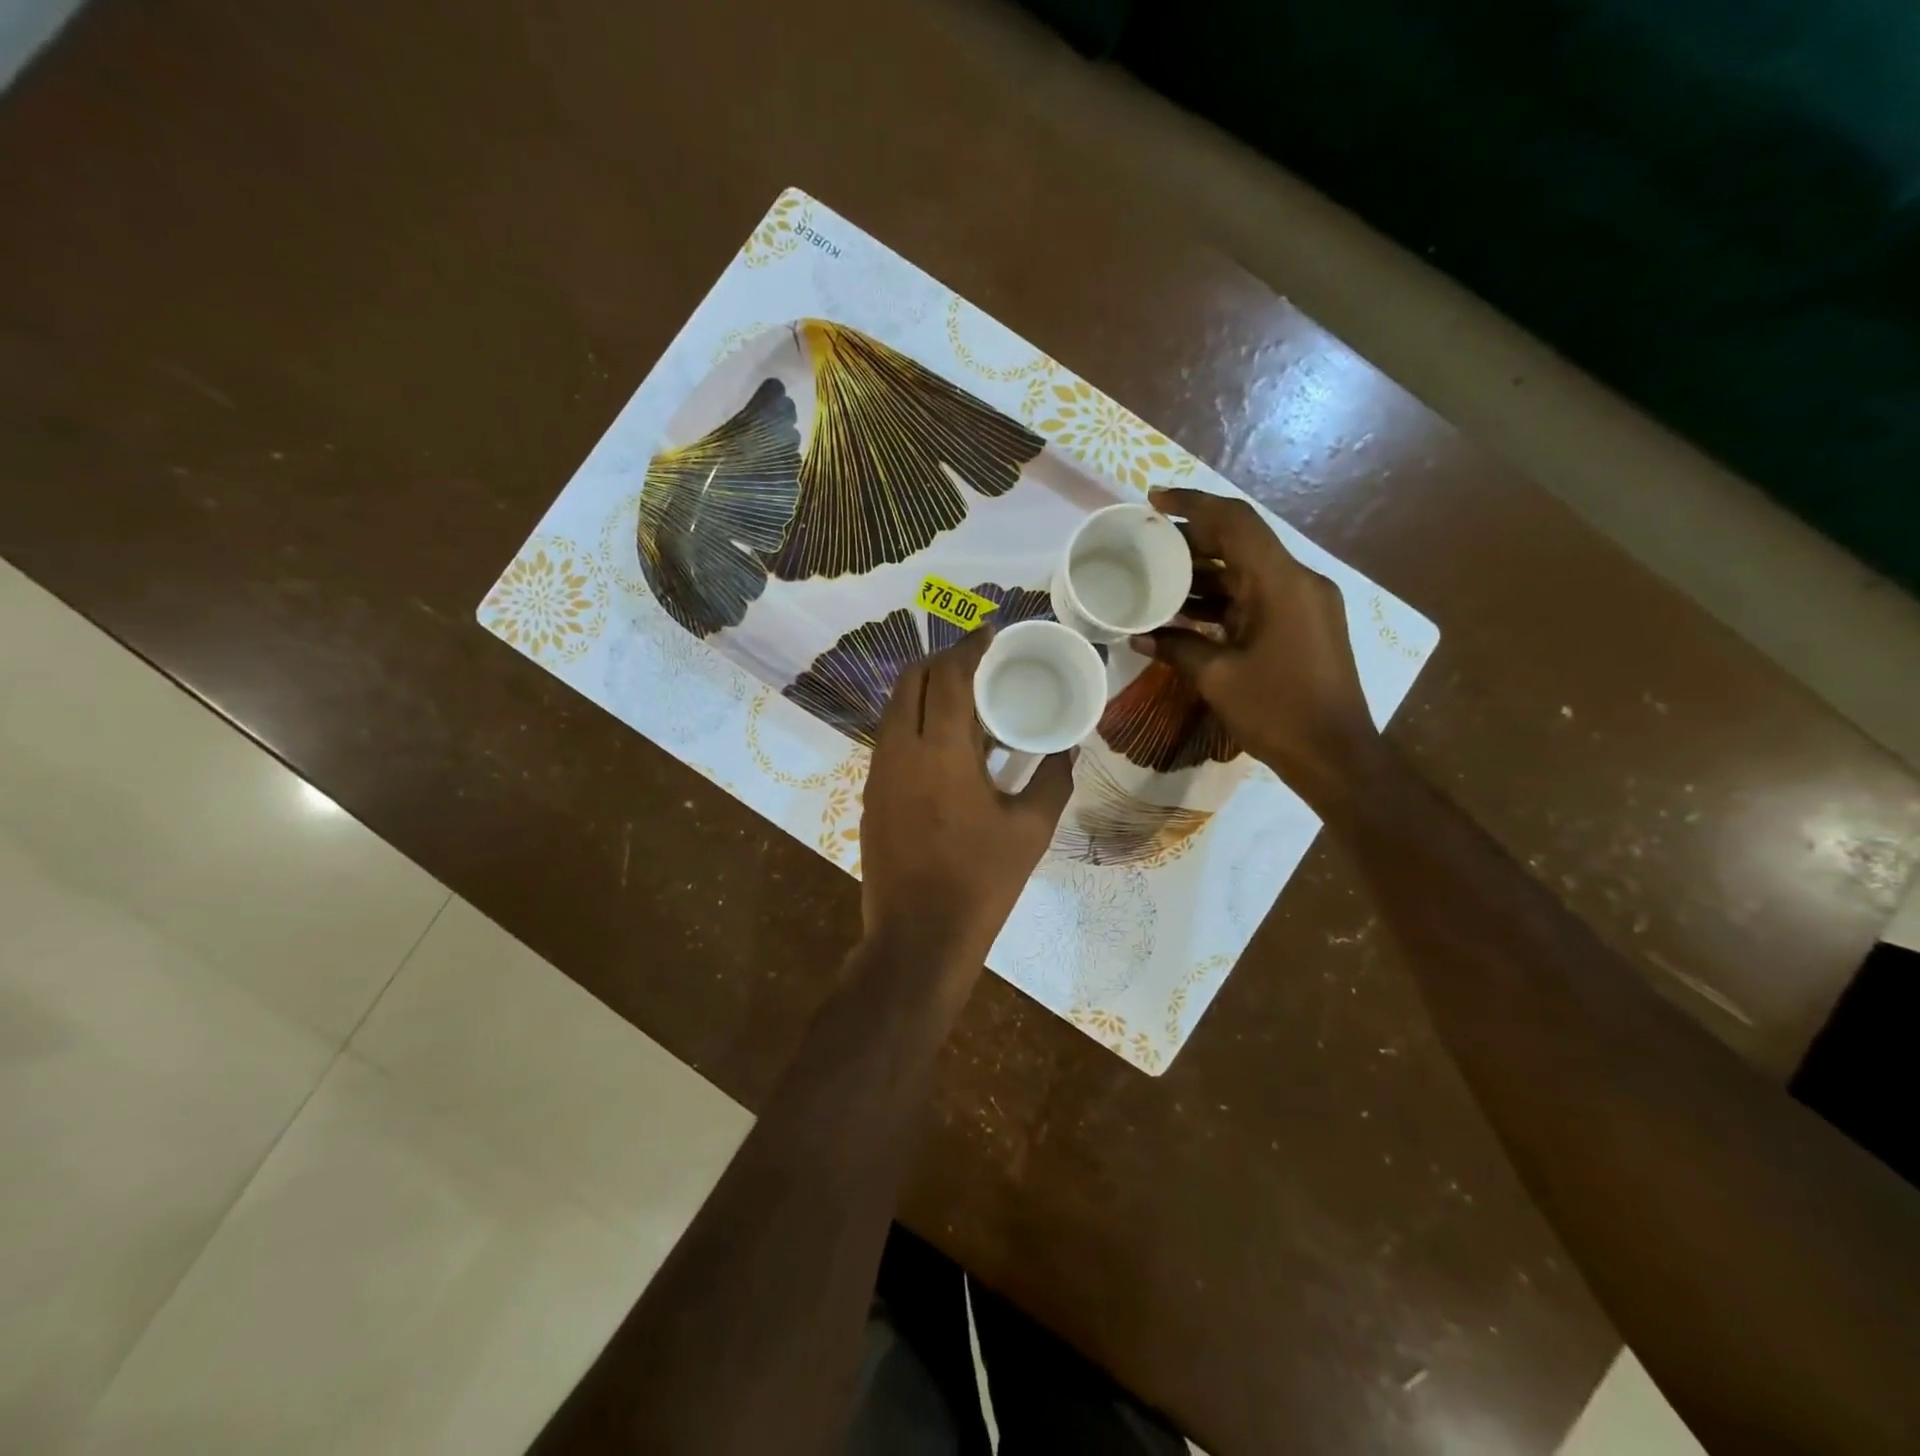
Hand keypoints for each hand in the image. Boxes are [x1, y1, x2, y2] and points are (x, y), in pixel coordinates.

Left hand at [859, 628, 1074, 981]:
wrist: (918, 936)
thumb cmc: (981, 881)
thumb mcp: (1031, 830)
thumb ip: (1052, 778)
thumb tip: (1065, 748)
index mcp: (942, 751)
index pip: (949, 676)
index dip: (969, 648)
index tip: (989, 635)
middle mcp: (901, 749)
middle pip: (912, 680)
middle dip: (943, 661)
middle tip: (978, 663)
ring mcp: (879, 771)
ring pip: (895, 707)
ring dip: (925, 690)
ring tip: (964, 698)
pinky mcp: (871, 793)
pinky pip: (890, 736)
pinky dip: (914, 720)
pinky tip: (943, 741)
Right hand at [1137, 487, 1380, 811]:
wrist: (1335, 756)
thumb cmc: (1278, 713)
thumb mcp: (1218, 678)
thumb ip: (1177, 647)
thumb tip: (1139, 634)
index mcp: (1282, 583)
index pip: (1235, 522)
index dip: (1193, 504)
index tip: (1154, 499)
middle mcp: (1298, 582)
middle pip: (1241, 543)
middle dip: (1192, 540)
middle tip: (1146, 544)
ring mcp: (1304, 604)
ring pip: (1247, 571)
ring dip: (1205, 572)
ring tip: (1156, 577)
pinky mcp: (1302, 625)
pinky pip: (1256, 597)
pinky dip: (1222, 599)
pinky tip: (1185, 611)